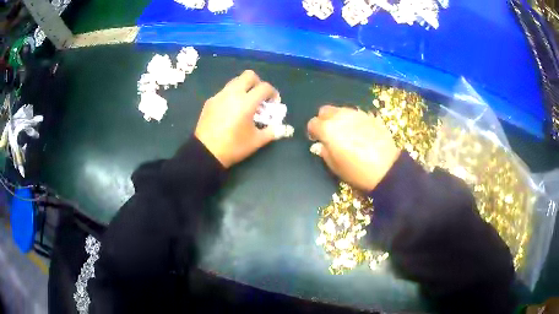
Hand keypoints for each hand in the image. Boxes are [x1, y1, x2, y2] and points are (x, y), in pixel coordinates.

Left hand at [195, 70, 279, 167]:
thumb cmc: (233, 147)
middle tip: (259, 97)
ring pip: (235, 81)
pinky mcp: (210, 101)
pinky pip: (224, 91)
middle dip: (258, 83)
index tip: (273, 103)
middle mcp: (233, 94)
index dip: (273, 93)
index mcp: (246, 102)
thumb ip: (272, 131)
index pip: (264, 87)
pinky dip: (232, 96)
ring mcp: (219, 96)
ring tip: (245, 103)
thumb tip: (282, 128)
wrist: (205, 152)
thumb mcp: (257, 141)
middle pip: (249, 75)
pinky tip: (231, 111)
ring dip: (244, 88)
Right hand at [307, 105, 400, 190]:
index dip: (312, 132)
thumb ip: (324, 152)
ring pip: (340, 110)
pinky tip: (357, 132)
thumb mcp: (335, 167)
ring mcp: (356, 114)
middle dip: (323, 120)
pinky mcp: (369, 116)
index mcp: (328, 130)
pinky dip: (351, 120)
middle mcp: (340, 117)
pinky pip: (354, 113)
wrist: (386, 168)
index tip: (316, 139)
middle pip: (324, 110)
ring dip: (337, 118)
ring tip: (344, 132)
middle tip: (328, 133)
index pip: (312, 123)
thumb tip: (320, 145)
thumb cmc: (357, 171)